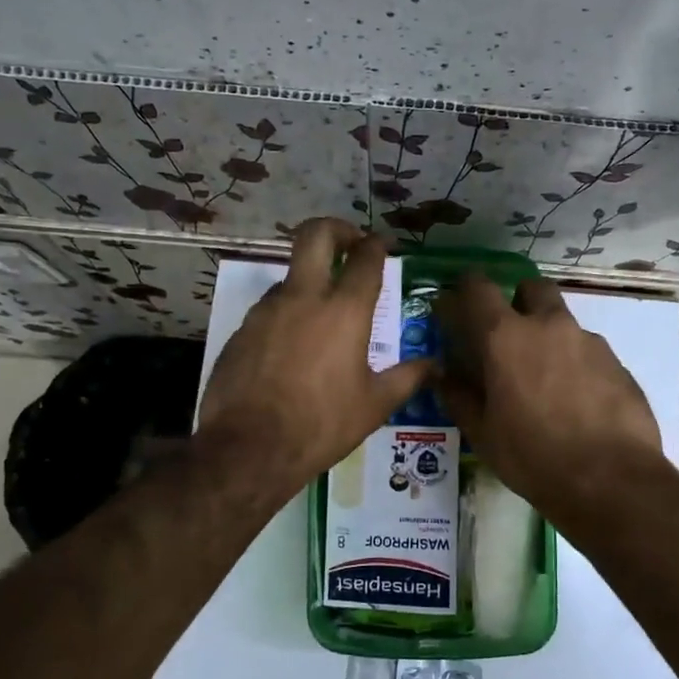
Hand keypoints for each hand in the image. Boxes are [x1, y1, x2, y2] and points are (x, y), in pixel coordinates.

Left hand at [198, 218, 430, 496]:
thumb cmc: (322, 425)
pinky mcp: (241, 329)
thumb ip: (408, 378)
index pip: (365, 259)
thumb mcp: (374, 405)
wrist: (249, 449)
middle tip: (349, 243)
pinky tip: (292, 349)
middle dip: (336, 228)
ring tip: (322, 316)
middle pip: (315, 235)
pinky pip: (269, 310)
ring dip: (310, 281)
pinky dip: (286, 315)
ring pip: (290, 276)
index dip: (376, 246)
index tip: (381, 246)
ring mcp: (267, 311)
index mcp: (345, 311)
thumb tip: (436, 366)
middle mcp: (304, 298)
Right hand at [434, 274, 661, 518]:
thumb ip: (459, 397)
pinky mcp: (618, 364)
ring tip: (545, 381)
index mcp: (506, 338)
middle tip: (509, 335)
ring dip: (549, 337)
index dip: (464, 289)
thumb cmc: (533, 457)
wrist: (611, 481)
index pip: (478, 288)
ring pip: (563, 322)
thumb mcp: (483, 434)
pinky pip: (588, 352)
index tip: (456, 303)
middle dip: (518, 300)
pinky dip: (576, 365)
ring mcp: (589, 343)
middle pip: (532, 288)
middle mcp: (549, 327)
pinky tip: (576, 403)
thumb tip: (442, 375)